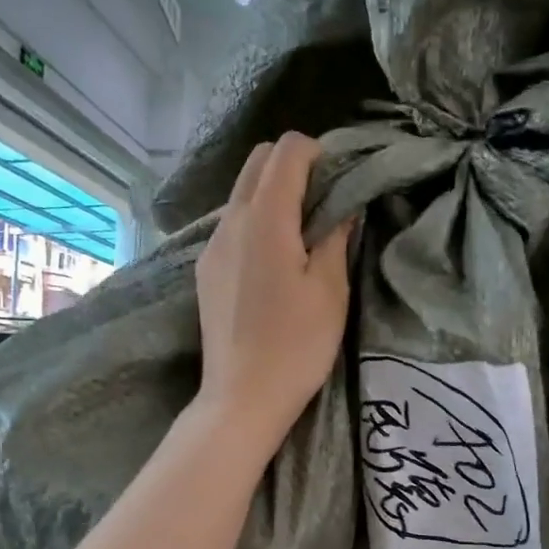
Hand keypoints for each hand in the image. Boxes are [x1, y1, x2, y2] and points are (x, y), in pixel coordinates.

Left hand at [194, 133, 352, 459]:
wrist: (242, 398)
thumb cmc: (296, 346)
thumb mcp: (330, 291)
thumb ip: (336, 237)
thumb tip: (343, 205)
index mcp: (265, 219)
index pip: (287, 150)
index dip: (319, 153)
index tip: (340, 182)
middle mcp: (230, 222)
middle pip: (257, 162)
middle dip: (293, 167)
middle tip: (324, 204)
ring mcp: (211, 247)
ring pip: (241, 194)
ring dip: (273, 196)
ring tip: (302, 236)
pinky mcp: (205, 271)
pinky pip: (232, 226)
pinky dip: (256, 223)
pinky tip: (274, 261)